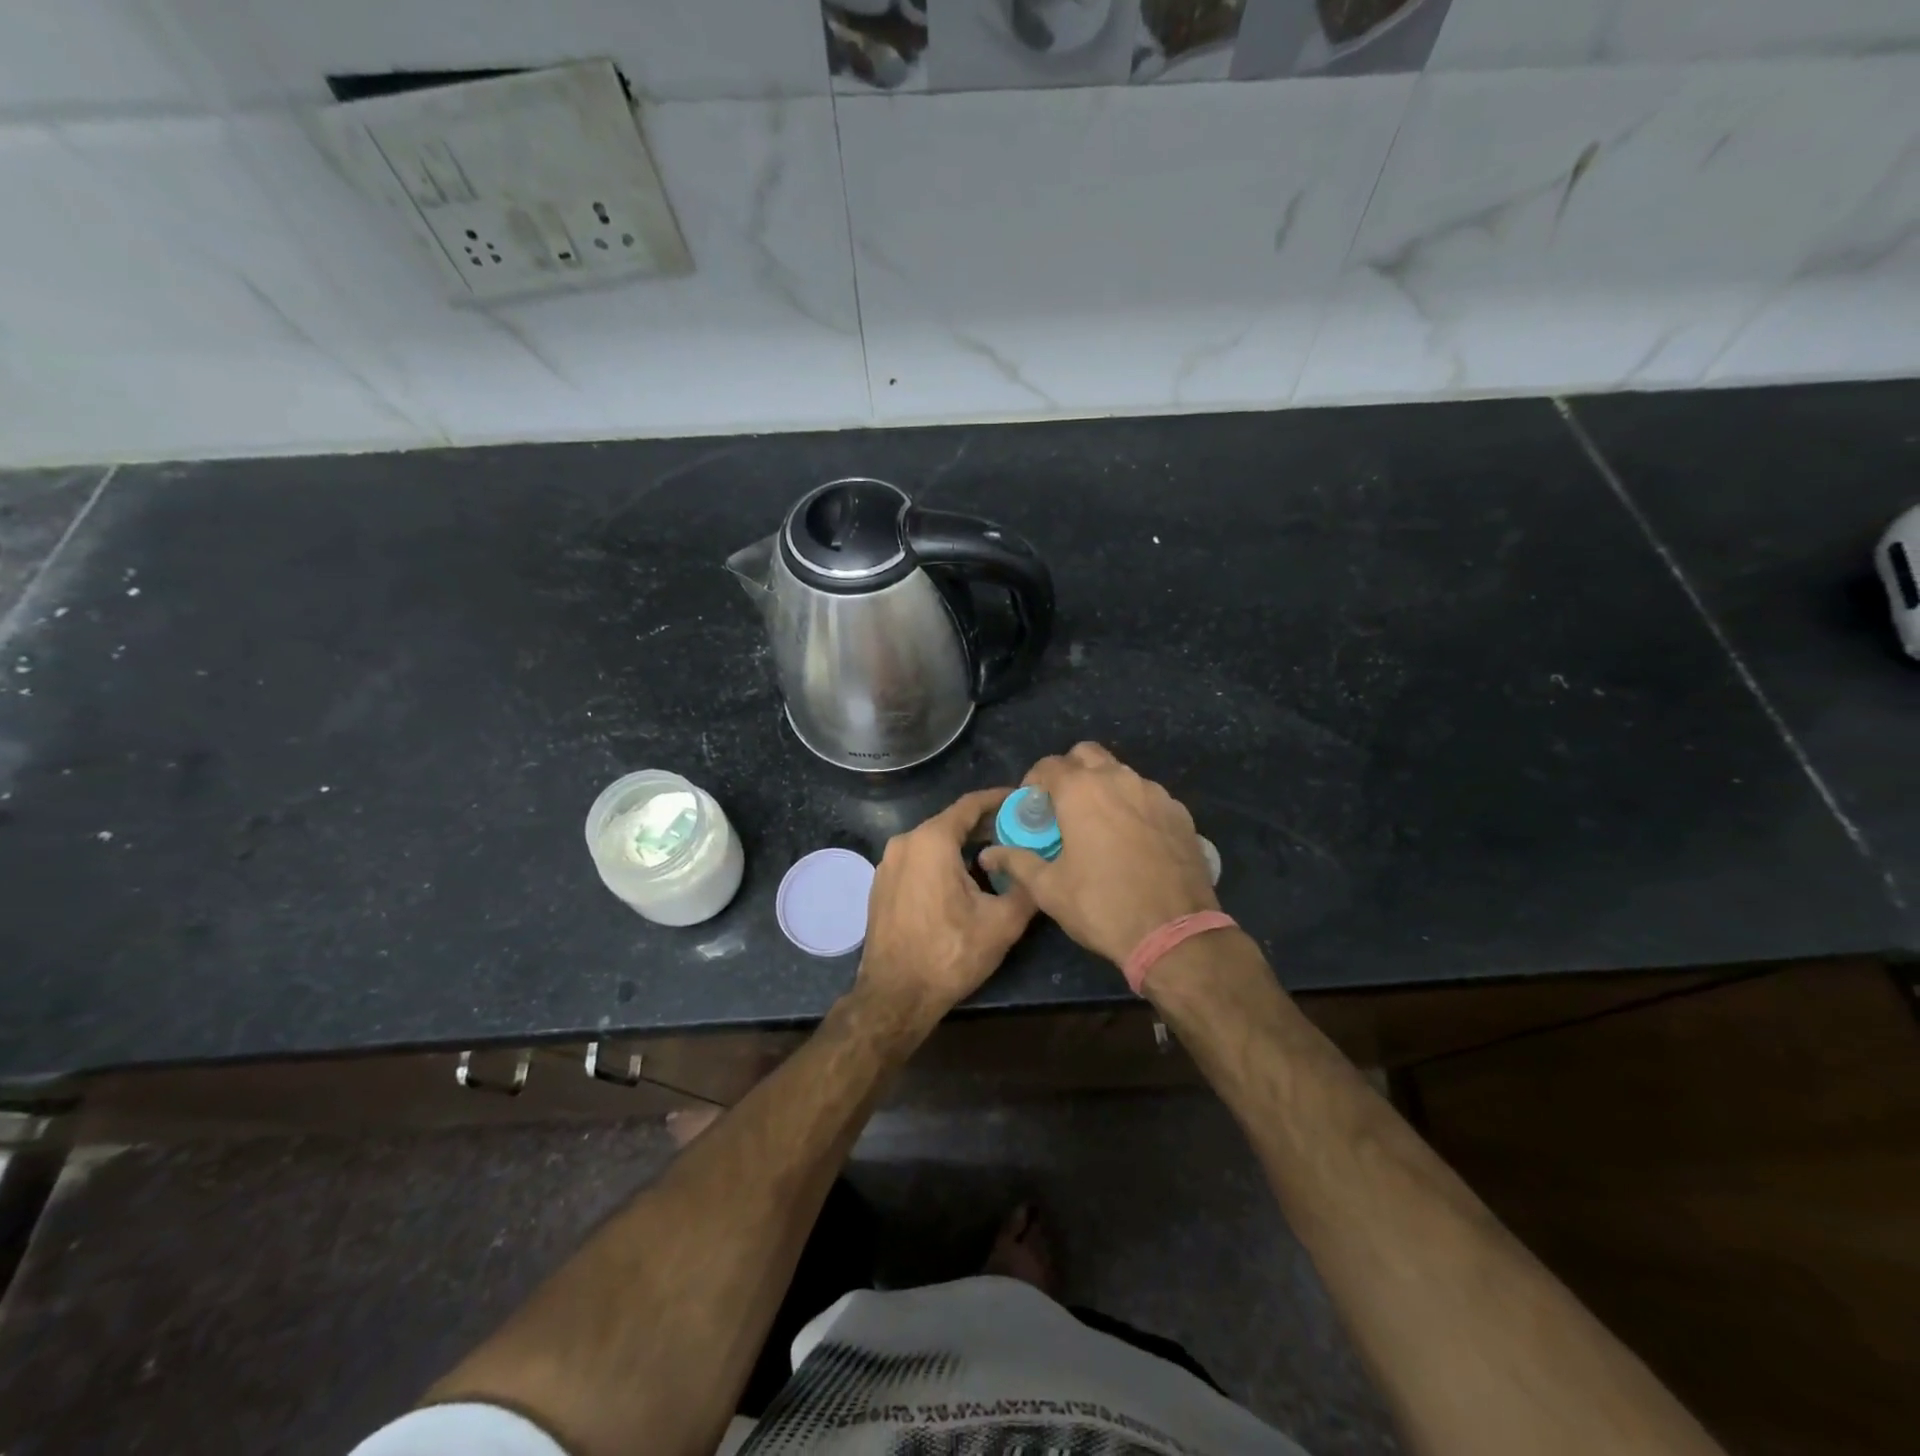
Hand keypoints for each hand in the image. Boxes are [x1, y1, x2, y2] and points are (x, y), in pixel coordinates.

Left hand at [856, 788, 1036, 1029]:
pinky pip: (918, 861)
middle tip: (1018, 832)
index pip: (971, 804)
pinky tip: (963, 881)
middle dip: (985, 825)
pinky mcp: (881, 885)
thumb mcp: (1002, 922)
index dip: (1000, 799)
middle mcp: (904, 843)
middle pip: (951, 822)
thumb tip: (1040, 869)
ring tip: (996, 857)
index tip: (1024, 800)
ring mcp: (888, 864)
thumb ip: (1026, 886)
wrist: (895, 997)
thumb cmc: (950, 954)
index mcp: (931, 840)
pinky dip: (942, 862)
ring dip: (963, 846)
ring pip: (933, 843)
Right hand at [979, 743, 1217, 966]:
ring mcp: (1154, 793)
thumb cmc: (1102, 906)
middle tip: (1063, 806)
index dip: (1034, 781)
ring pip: (1121, 773)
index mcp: (1081, 790)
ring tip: (1098, 824)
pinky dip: (1134, 806)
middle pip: (1087, 755)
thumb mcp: (1049, 888)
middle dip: (1070, 771)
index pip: (1048, 765)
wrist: (1175, 933)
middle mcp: (1118, 779)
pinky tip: (1133, 840)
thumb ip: (1017, 862)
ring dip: (1104, 786)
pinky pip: (1148, 796)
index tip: (1032, 806)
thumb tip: (988, 855)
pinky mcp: (1180, 813)